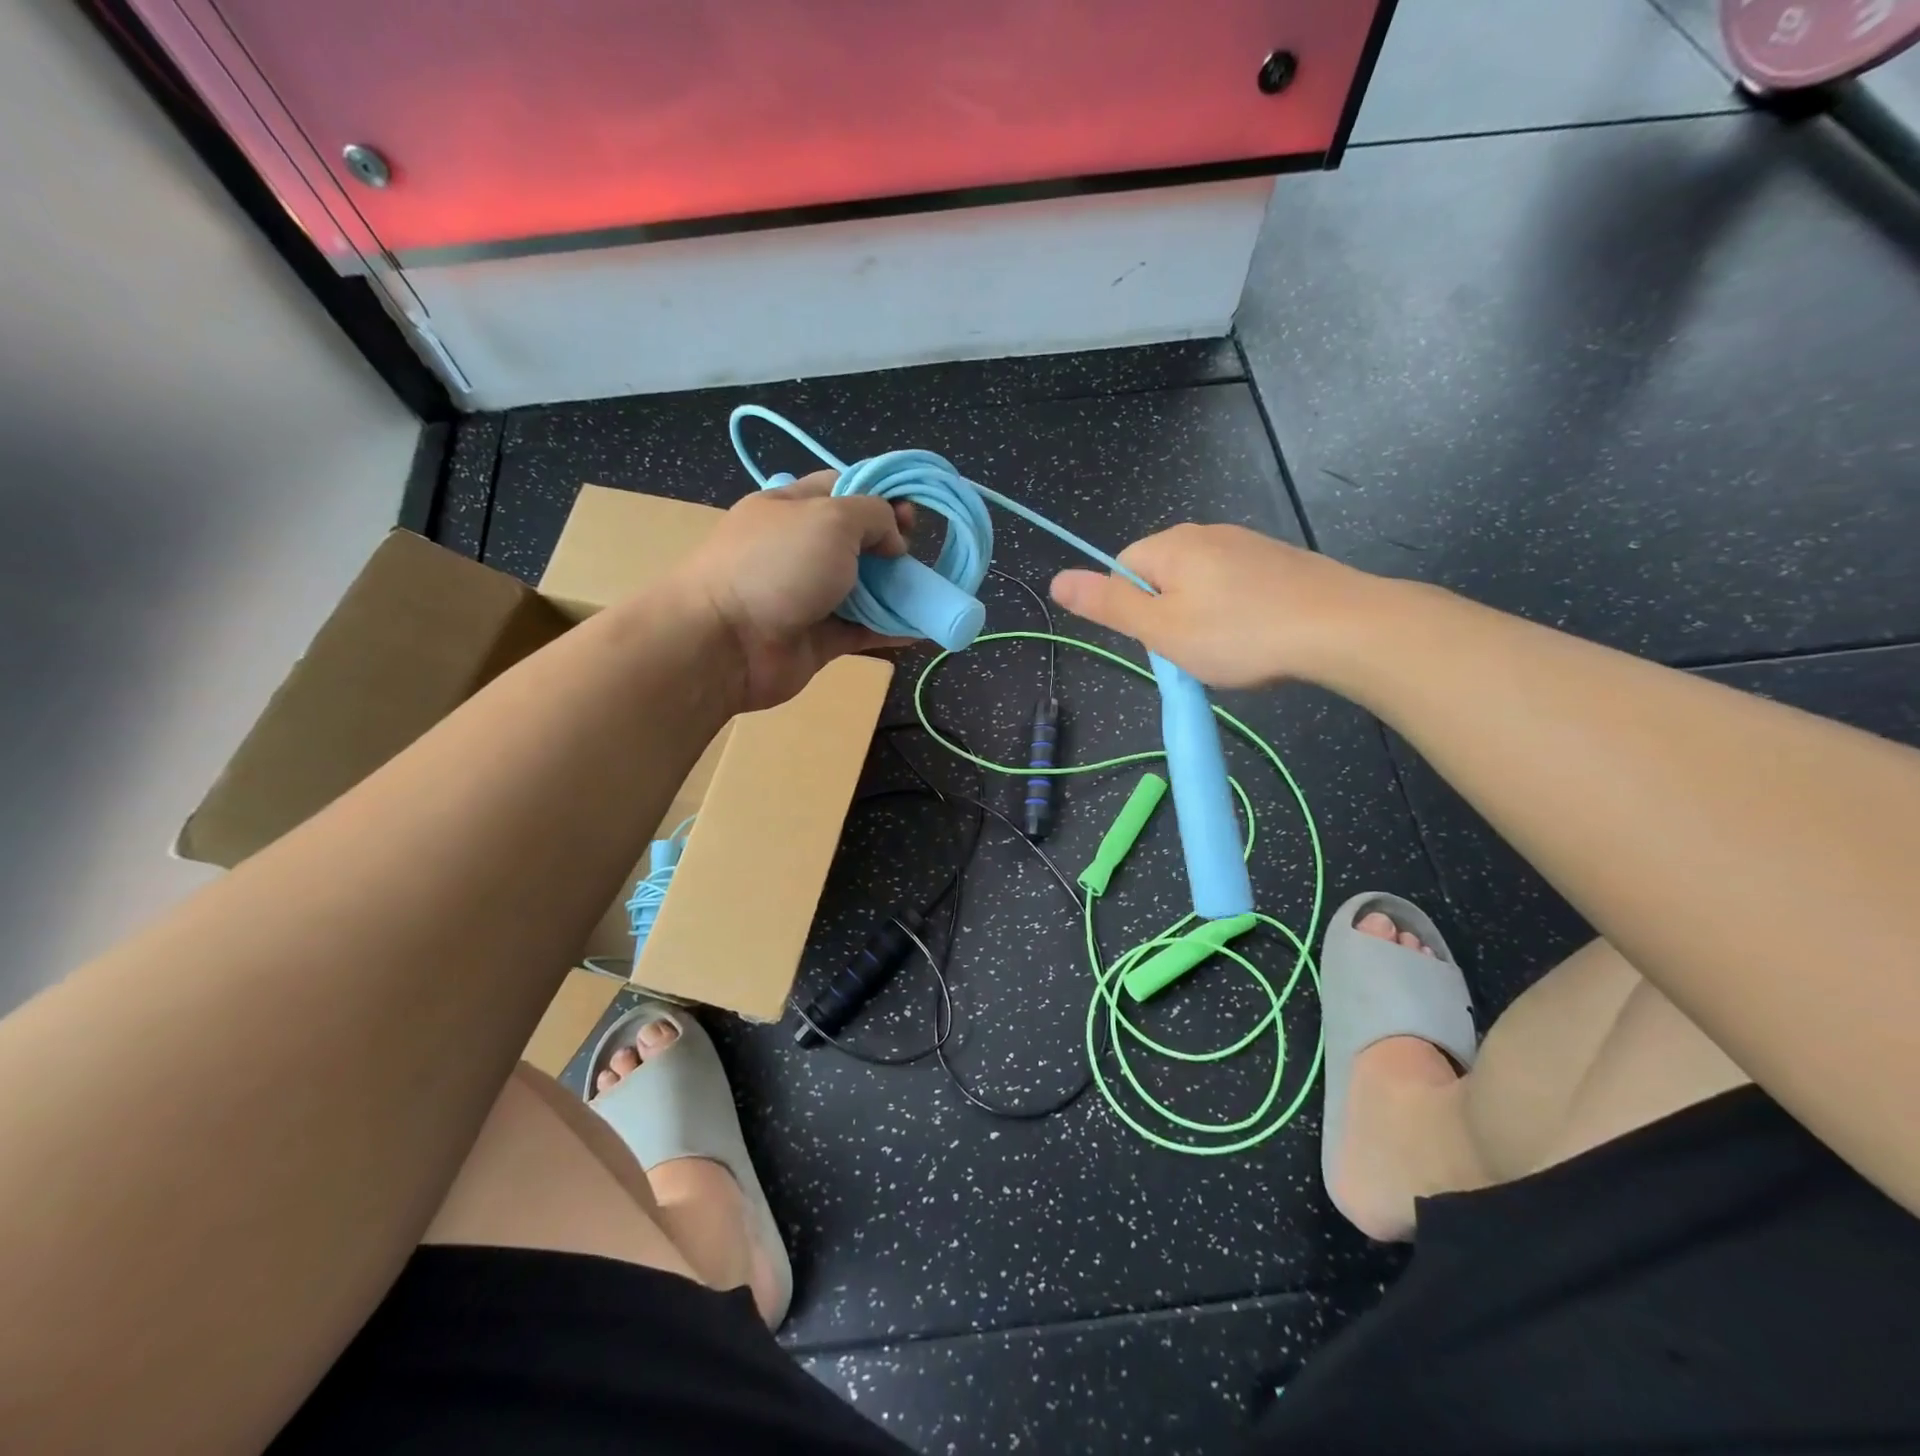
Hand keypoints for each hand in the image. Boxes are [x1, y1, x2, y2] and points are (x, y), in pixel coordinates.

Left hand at [676, 471, 913, 709]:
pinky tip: (922, 629)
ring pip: (863, 589)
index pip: (842, 488)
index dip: (880, 495)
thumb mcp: (831, 518)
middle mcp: (799, 549)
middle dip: (892, 547)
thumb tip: (893, 541)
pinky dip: (891, 629)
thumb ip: (873, 516)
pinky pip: (862, 630)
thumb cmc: (777, 566)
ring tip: (929, 595)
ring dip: (897, 591)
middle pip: (857, 541)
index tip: (911, 514)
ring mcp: (808, 597)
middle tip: (915, 558)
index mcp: (792, 507)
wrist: (726, 642)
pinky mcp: (818, 639)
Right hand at [1050, 524, 1385, 687]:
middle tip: (1194, 650)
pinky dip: (1237, 614)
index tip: (1160, 640)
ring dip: (1203, 619)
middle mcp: (1206, 534)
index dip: (1132, 612)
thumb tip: (1056, 579)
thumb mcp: (1160, 628)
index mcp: (1171, 546)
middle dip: (1168, 616)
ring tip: (1230, 649)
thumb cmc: (1239, 633)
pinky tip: (1258, 637)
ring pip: (1200, 586)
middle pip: (1161, 578)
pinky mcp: (1279, 562)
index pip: (1122, 571)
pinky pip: (1236, 588)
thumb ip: (1107, 604)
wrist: (1341, 628)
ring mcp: (1247, 544)